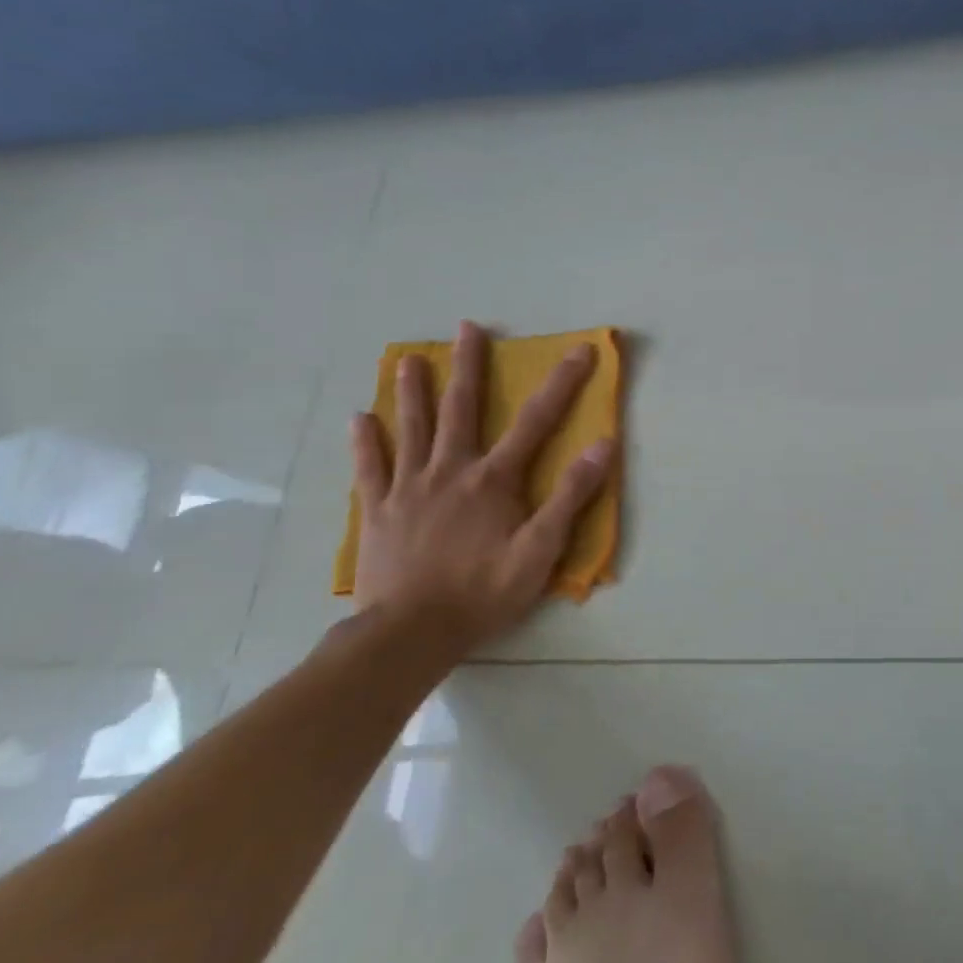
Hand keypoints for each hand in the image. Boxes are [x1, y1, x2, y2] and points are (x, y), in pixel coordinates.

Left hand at [349, 320, 615, 650]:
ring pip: (411, 428)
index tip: (581, 349)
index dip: (563, 382)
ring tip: (408, 359)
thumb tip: (602, 445)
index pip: (537, 420)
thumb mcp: (541, 549)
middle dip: (468, 367)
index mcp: (493, 479)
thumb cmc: (483, 591)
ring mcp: (408, 488)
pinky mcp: (377, 511)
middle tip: (467, 329)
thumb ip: (571, 495)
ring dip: (412, 391)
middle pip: (461, 409)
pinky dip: (366, 442)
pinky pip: (369, 469)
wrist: (409, 633)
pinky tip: (360, 419)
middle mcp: (450, 470)